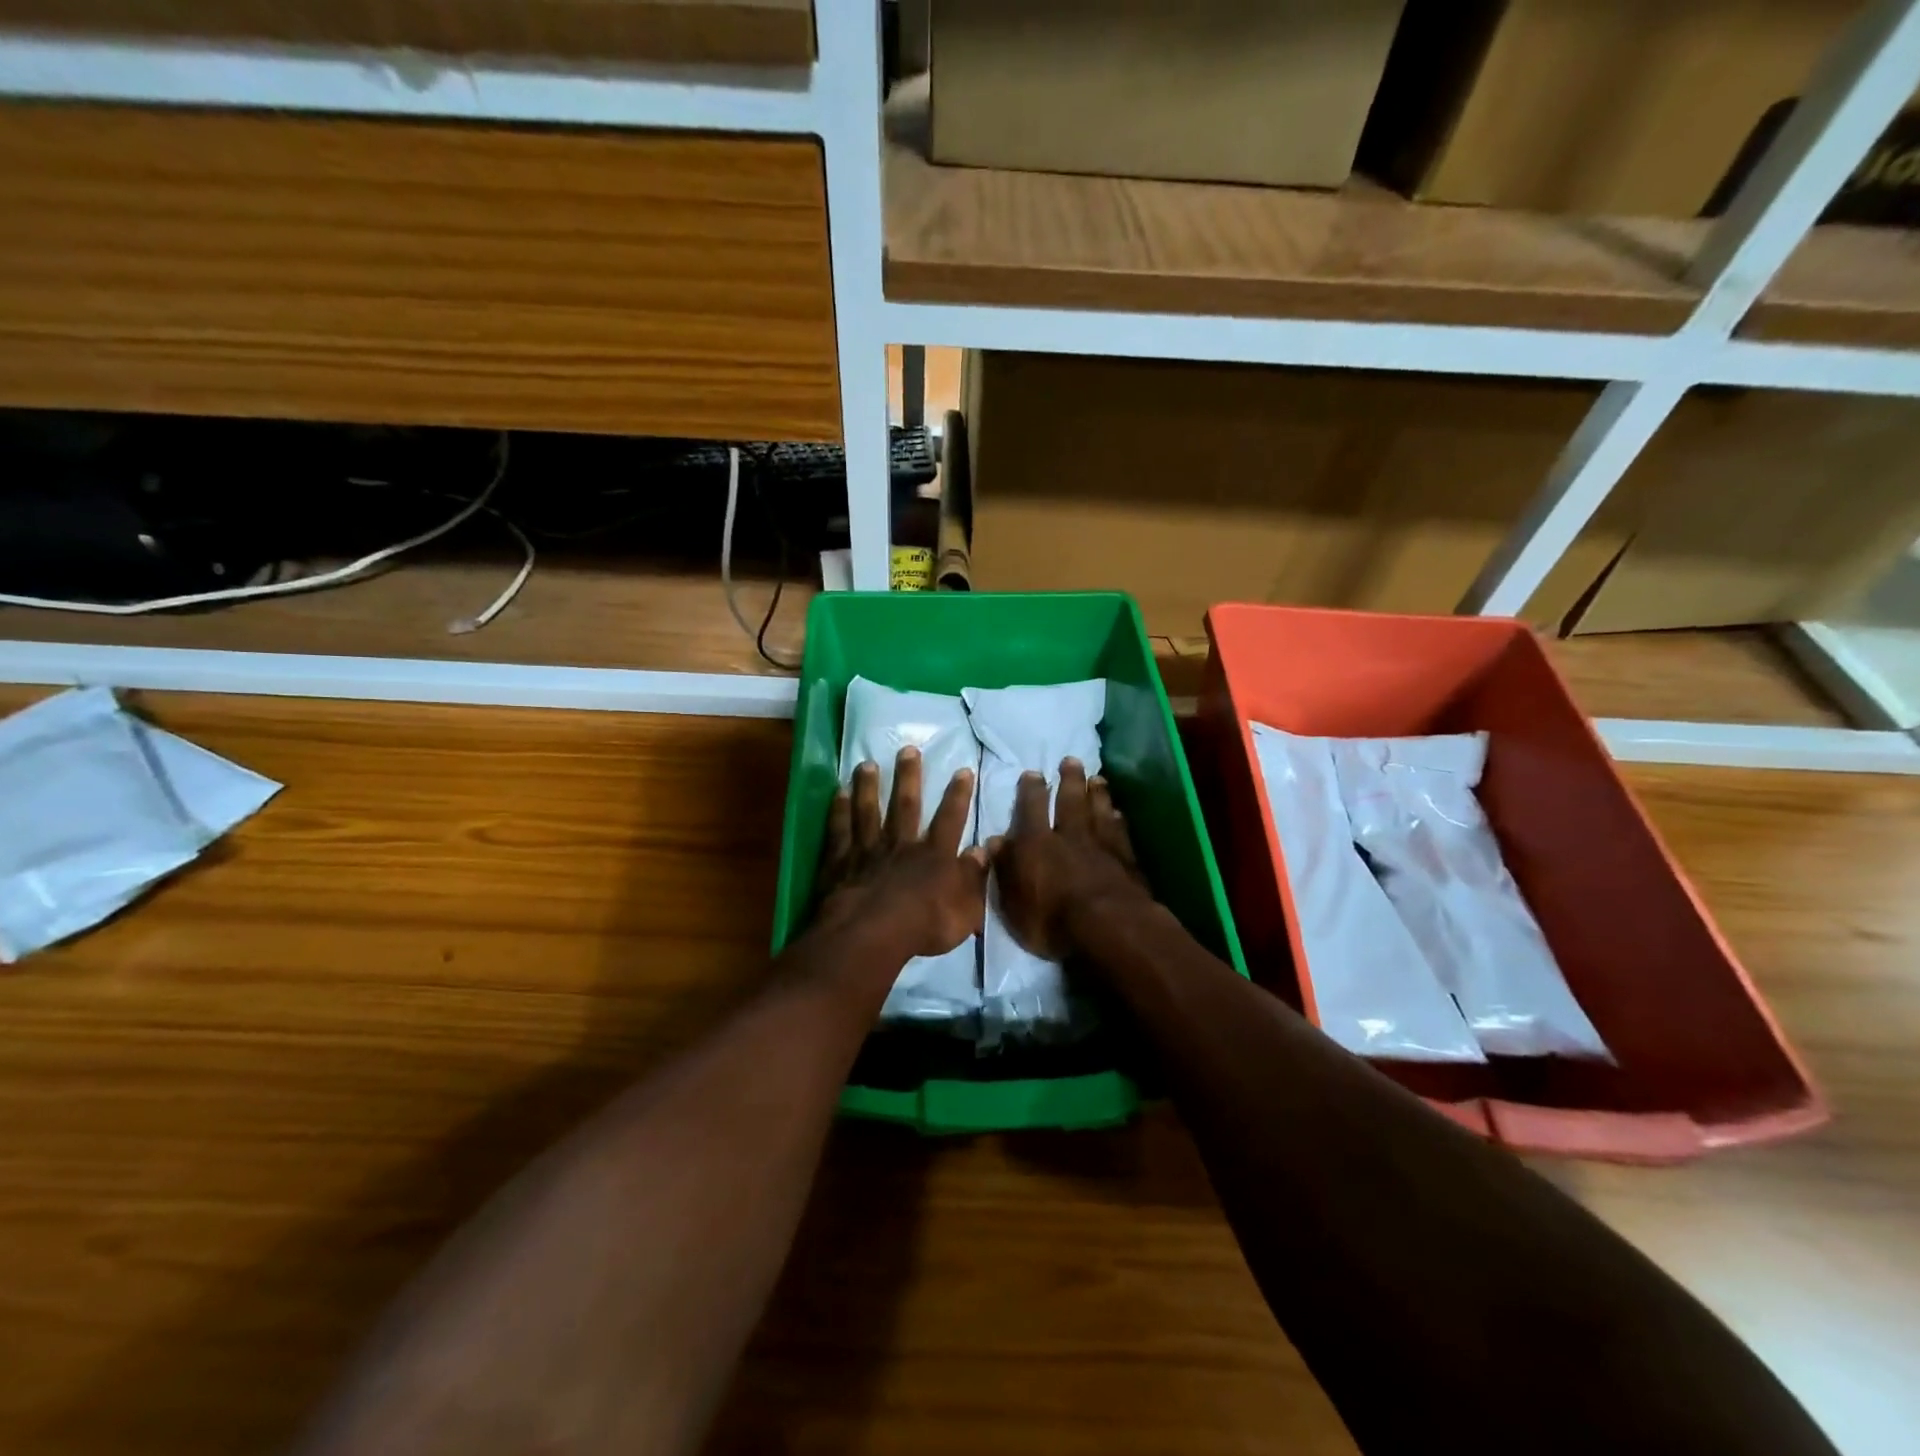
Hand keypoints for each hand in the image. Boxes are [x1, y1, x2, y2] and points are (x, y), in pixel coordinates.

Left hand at [814, 746, 987, 959]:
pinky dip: (838, 811)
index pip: (951, 818)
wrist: (873, 933)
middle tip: (907, 749)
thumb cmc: (925, 925)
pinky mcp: (841, 862)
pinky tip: (838, 793)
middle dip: (908, 776)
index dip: (958, 794)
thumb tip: (984, 849)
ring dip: (868, 786)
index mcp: (934, 855)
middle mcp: (902, 845)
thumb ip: (975, 877)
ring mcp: (868, 850)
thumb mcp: (966, 908)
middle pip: (905, 804)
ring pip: (868, 811)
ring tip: (866, 763)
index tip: (962, 770)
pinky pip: (840, 831)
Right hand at [988, 757, 1153, 961]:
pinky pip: (1120, 831)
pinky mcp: (1125, 858)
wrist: (1108, 927)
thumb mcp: (1012, 902)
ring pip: (1098, 810)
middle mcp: (1068, 835)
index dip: (1031, 790)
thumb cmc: (1051, 920)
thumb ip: (1004, 868)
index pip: (1031, 808)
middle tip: (1071, 760)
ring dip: (1096, 793)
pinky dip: (1117, 819)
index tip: (1033, 773)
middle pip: (1070, 801)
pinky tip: (1117, 812)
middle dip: (1069, 779)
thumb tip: (994, 841)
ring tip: (1096, 778)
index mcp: (1036, 843)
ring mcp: (1101, 844)